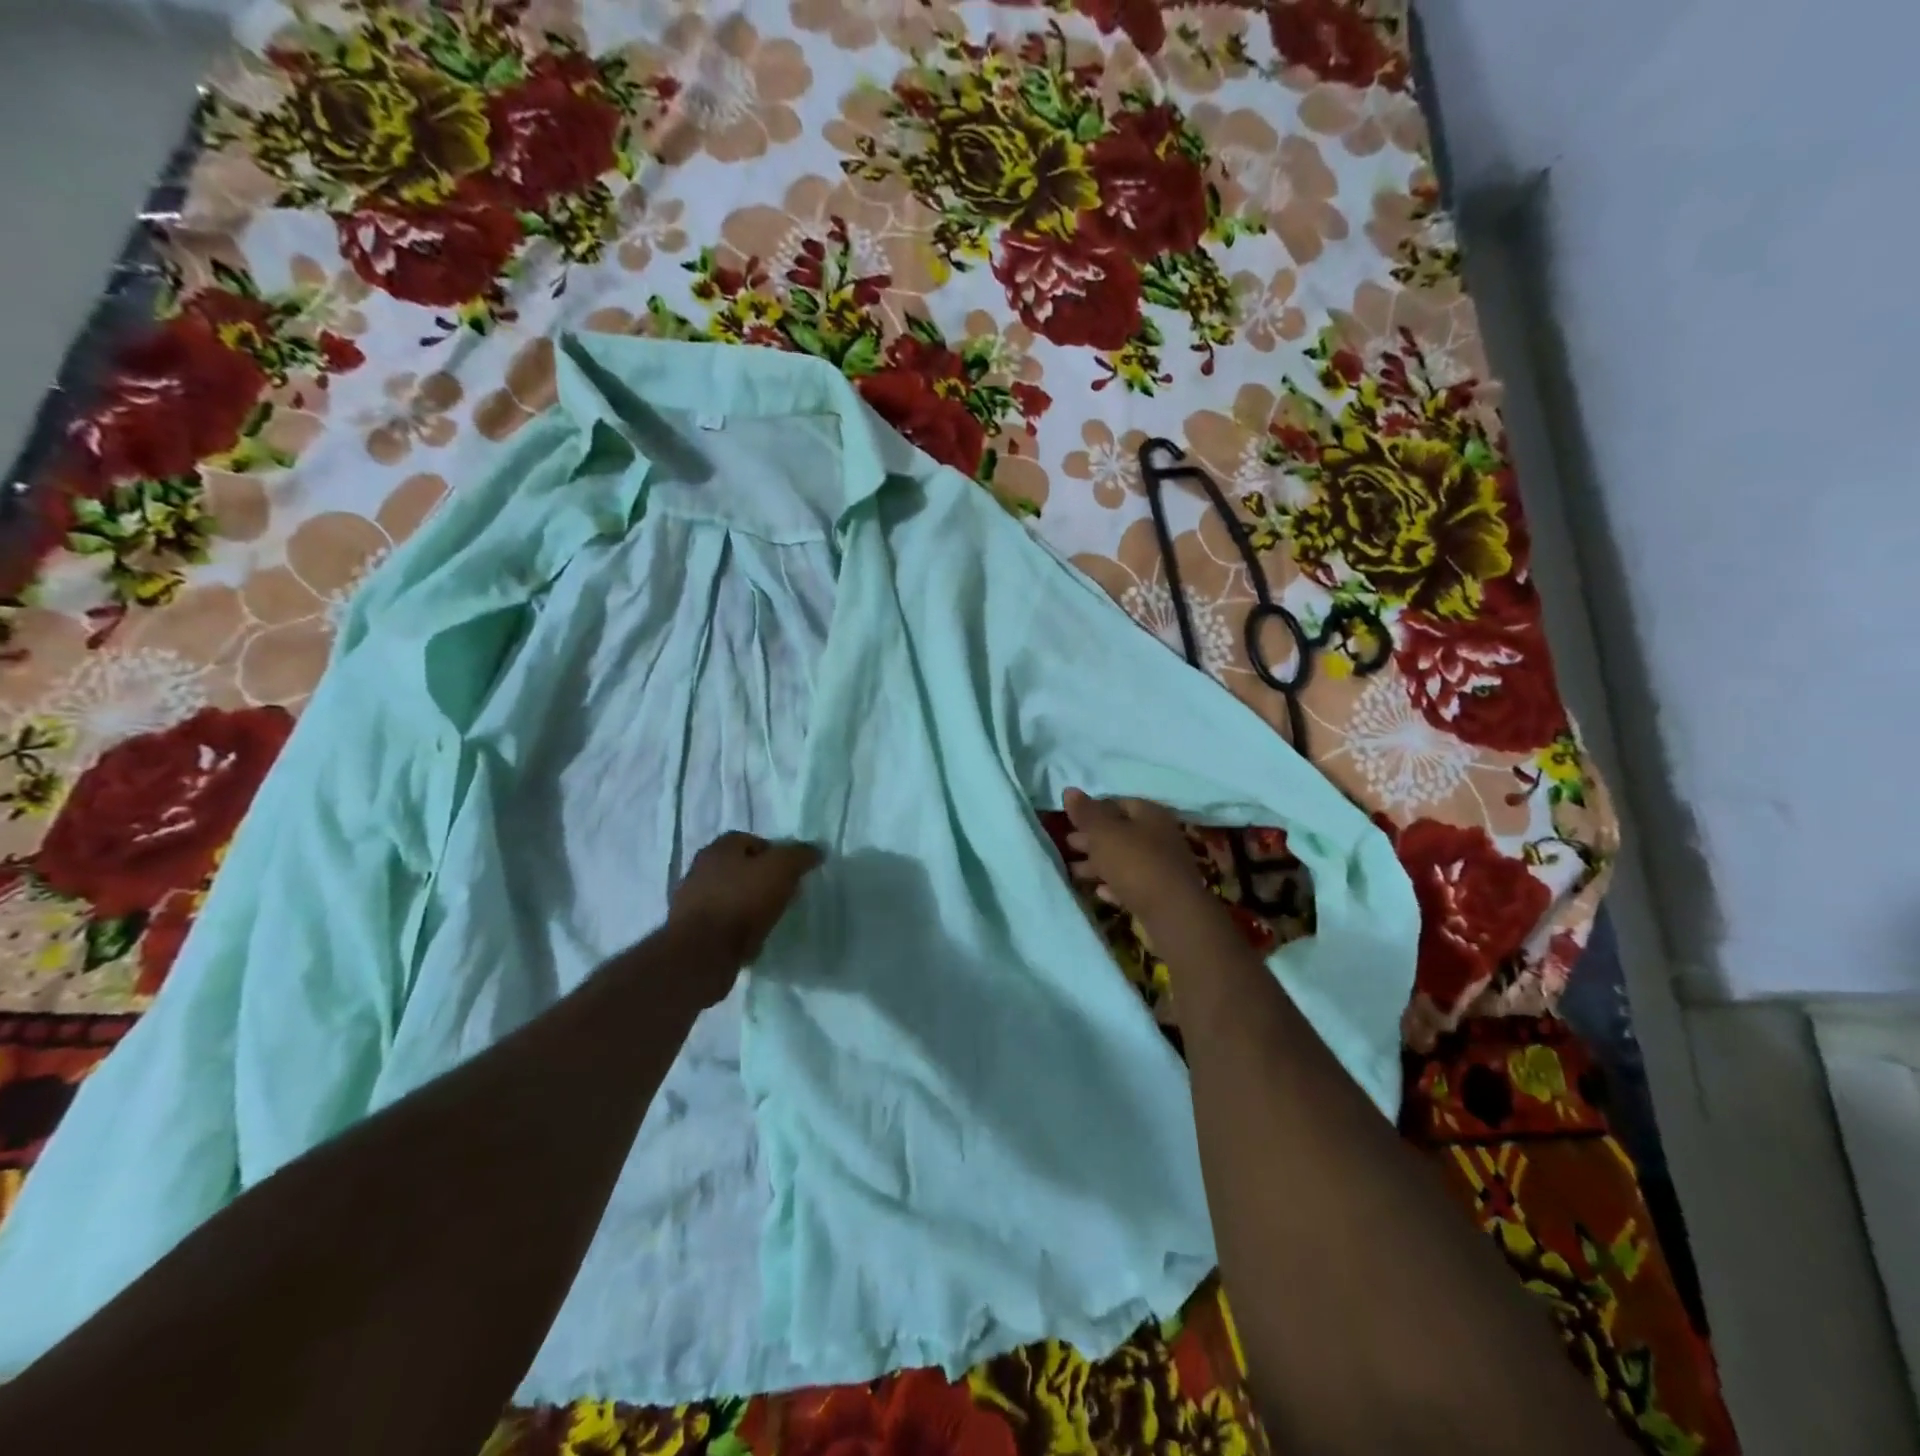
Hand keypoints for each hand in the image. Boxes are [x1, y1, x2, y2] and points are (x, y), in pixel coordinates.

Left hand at [668, 832, 823, 982]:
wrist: (702, 952)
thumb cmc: (742, 901)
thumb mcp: (781, 869)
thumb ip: (800, 855)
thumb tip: (816, 850)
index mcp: (719, 848)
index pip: (750, 840)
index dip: (774, 852)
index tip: (790, 871)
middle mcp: (700, 869)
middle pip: (737, 867)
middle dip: (759, 878)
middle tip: (782, 893)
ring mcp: (690, 902)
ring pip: (727, 895)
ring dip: (746, 904)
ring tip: (768, 918)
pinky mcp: (689, 932)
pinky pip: (720, 922)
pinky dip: (735, 927)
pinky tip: (750, 938)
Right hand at [1062, 789, 1214, 933]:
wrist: (1172, 913)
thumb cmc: (1135, 863)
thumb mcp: (1104, 833)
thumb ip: (1086, 813)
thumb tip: (1069, 790)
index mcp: (1150, 814)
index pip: (1118, 802)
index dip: (1093, 809)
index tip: (1071, 819)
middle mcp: (1159, 836)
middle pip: (1120, 832)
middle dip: (1092, 838)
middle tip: (1068, 843)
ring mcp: (1162, 867)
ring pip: (1123, 859)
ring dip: (1098, 864)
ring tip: (1072, 870)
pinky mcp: (1160, 894)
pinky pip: (1131, 884)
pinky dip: (1113, 885)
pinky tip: (1098, 891)